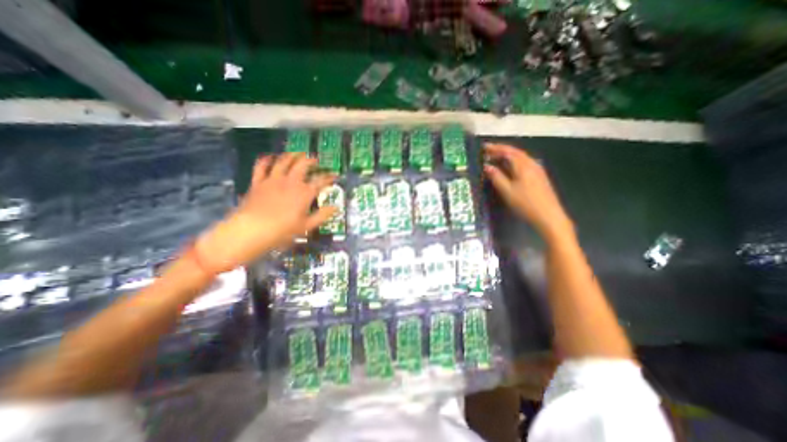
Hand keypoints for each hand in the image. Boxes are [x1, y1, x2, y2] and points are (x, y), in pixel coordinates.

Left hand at [196, 154, 336, 271]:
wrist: (252, 230)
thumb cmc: (283, 231)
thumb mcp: (306, 226)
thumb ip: (322, 215)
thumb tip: (336, 207)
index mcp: (304, 193)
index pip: (320, 181)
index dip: (329, 177)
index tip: (335, 175)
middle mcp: (290, 182)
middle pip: (302, 165)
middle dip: (310, 160)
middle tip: (315, 160)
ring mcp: (273, 180)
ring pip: (283, 161)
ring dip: (291, 155)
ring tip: (297, 153)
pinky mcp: (258, 182)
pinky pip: (261, 166)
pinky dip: (266, 160)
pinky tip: (269, 157)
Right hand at [486, 143, 572, 241]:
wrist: (548, 216)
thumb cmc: (525, 203)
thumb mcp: (507, 191)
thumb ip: (497, 177)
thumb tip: (487, 166)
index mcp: (523, 166)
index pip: (508, 152)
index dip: (496, 148)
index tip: (484, 147)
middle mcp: (532, 164)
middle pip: (516, 152)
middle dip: (502, 150)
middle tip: (489, 151)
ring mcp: (538, 170)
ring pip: (522, 157)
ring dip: (509, 155)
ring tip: (497, 157)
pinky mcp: (540, 177)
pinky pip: (525, 163)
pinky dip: (515, 161)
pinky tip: (511, 167)